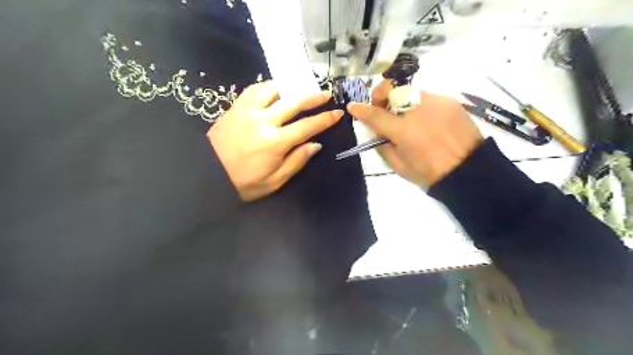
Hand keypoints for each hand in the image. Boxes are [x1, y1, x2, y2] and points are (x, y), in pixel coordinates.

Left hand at [210, 80, 344, 200]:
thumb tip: (315, 145)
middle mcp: (264, 121)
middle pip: (295, 102)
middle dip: (314, 97)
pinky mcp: (235, 107)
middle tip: (326, 93)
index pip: (308, 126)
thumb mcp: (274, 181)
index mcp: (276, 142)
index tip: (338, 113)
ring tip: (298, 91)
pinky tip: (273, 91)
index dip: (325, 119)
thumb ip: (296, 161)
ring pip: (274, 90)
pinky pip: (254, 89)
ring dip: (290, 88)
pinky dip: (268, 87)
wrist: (206, 175)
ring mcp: (248, 111)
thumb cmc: (243, 183)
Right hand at [349, 79, 482, 185]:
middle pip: (393, 89)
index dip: (362, 110)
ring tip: (408, 117)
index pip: (376, 115)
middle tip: (383, 107)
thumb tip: (377, 132)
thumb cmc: (430, 173)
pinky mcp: (449, 101)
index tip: (352, 106)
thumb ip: (383, 146)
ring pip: (410, 91)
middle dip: (382, 95)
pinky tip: (426, 120)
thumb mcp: (399, 167)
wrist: (469, 169)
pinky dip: (420, 106)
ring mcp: (435, 102)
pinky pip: (427, 98)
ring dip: (402, 101)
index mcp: (403, 130)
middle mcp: (418, 110)